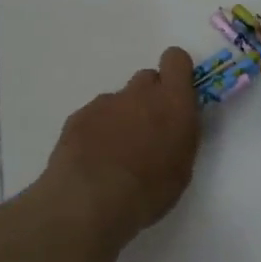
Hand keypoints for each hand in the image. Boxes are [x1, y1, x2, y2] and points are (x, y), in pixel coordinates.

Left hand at [43, 47, 200, 242]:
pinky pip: (94, 116)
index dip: (176, 72)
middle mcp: (139, 93)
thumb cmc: (148, 191)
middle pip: (147, 79)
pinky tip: (93, 161)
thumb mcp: (182, 168)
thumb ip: (180, 135)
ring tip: (115, 155)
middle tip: (147, 132)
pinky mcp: (78, 116)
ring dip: (122, 118)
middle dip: (149, 99)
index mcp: (172, 102)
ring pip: (119, 101)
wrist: (89, 202)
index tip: (176, 94)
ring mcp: (105, 103)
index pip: (176, 59)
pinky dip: (96, 132)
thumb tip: (173, 125)